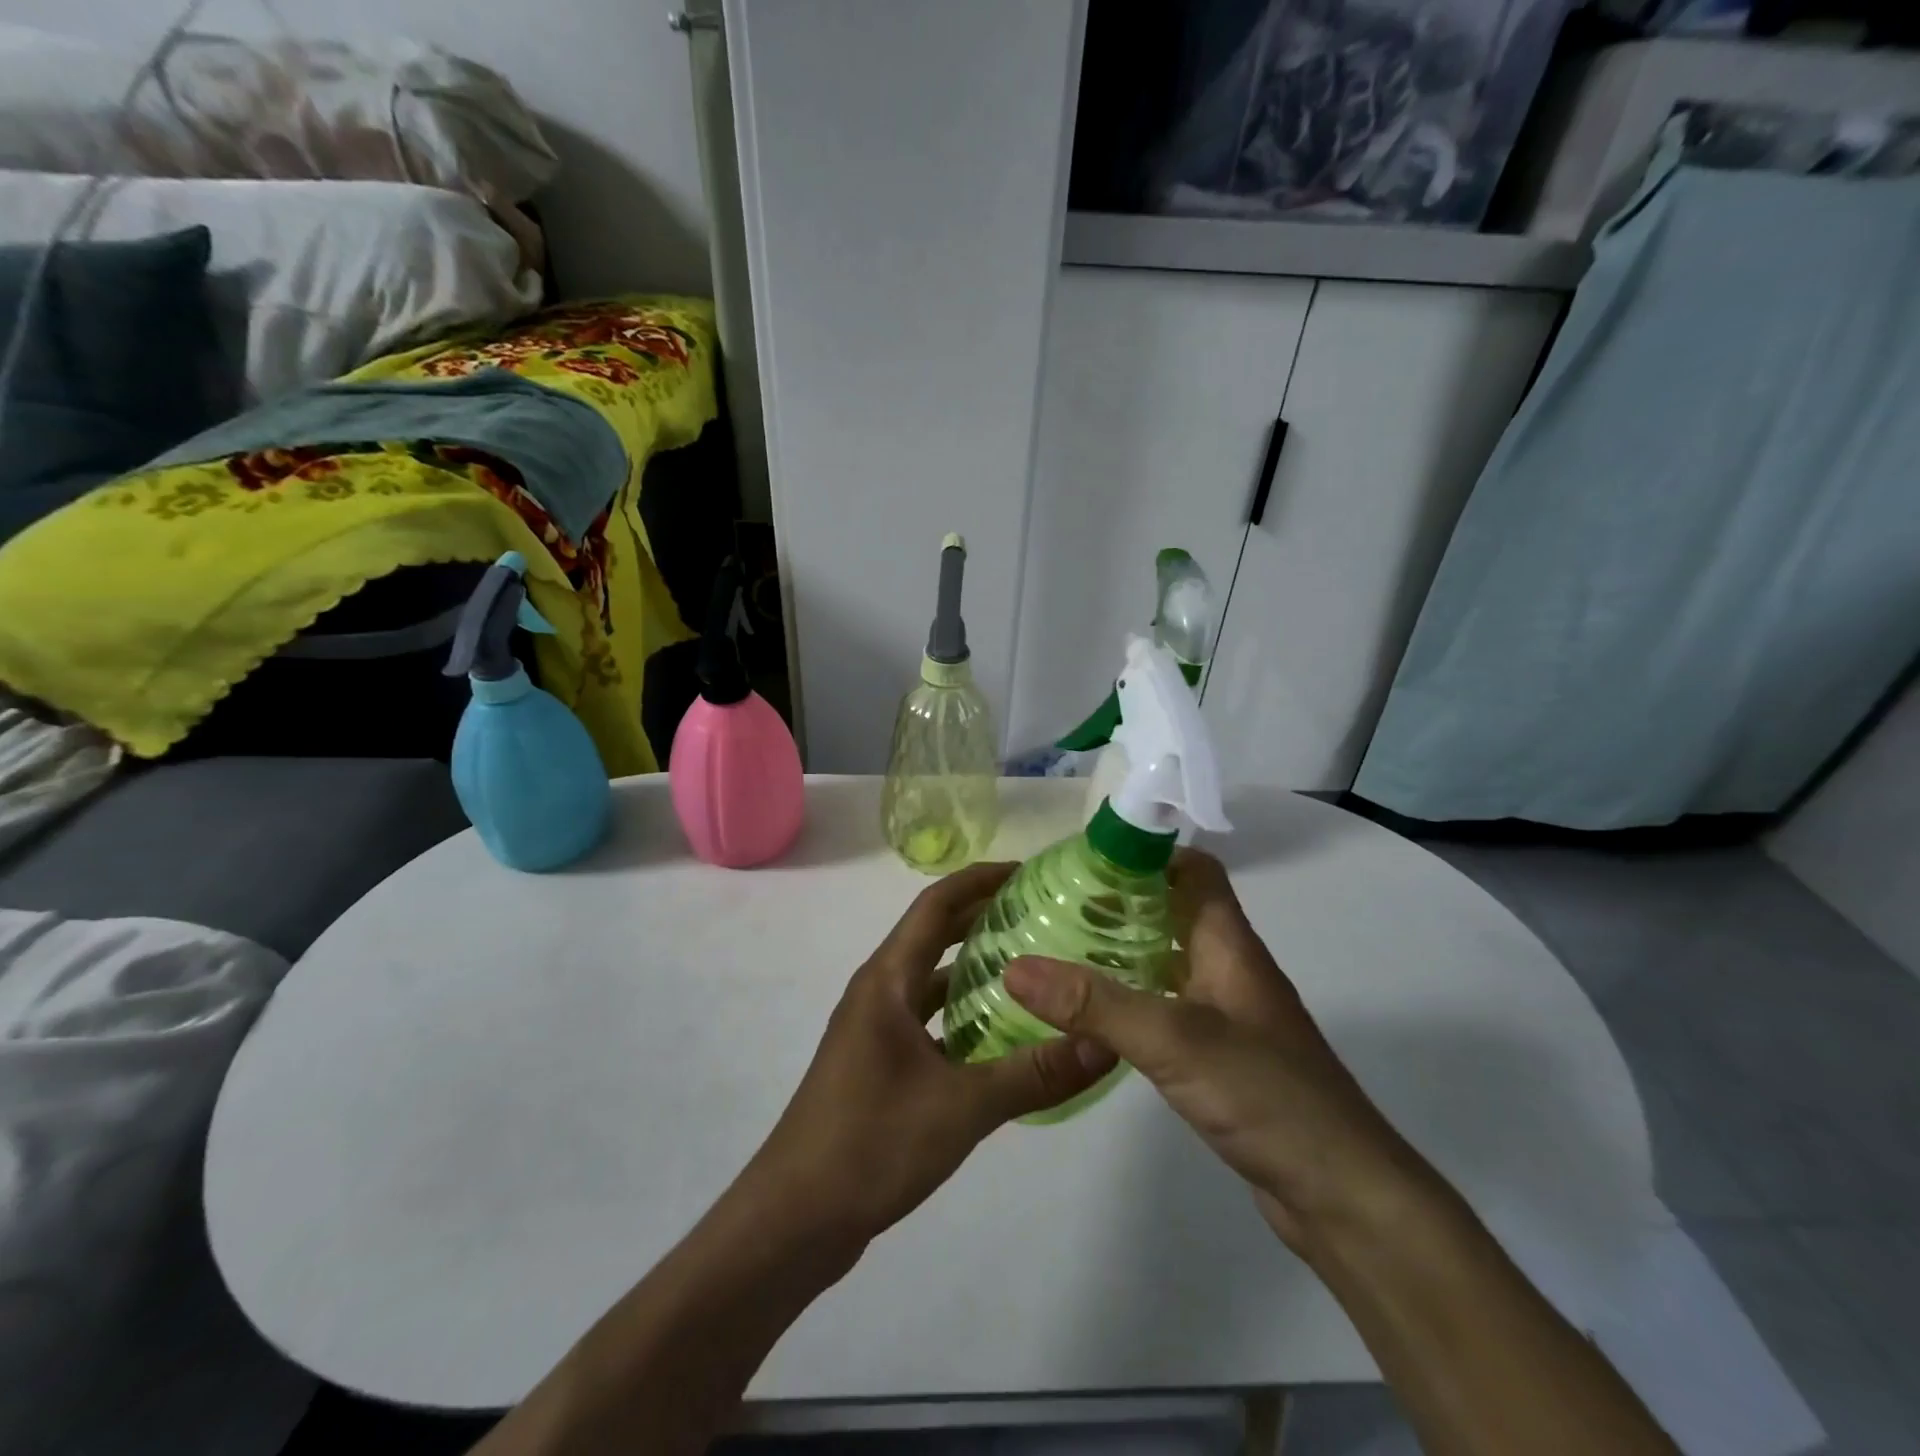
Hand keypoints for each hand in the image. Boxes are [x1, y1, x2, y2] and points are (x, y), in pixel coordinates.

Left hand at [740, 861, 1117, 1255]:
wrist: (794, 1219)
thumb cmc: (871, 1144)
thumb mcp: (962, 1108)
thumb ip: (1034, 1074)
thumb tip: (1103, 1043)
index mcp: (887, 980)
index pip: (936, 905)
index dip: (979, 880)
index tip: (1027, 872)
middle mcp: (877, 992)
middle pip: (934, 936)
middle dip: (983, 919)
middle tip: (1042, 916)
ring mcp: (873, 1029)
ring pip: (930, 981)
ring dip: (973, 969)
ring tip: (1032, 970)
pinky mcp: (876, 1063)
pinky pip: (926, 1019)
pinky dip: (961, 1014)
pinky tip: (999, 1037)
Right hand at [1003, 849, 1428, 1252]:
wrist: (1342, 1194)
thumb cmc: (1267, 1095)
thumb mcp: (1173, 1040)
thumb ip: (1095, 1003)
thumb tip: (1015, 966)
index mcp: (1228, 944)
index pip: (1194, 870)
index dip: (1147, 853)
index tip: (1087, 857)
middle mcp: (1228, 968)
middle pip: (1173, 911)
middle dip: (1120, 901)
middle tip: (1057, 903)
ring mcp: (1226, 1013)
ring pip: (1167, 960)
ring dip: (1122, 949)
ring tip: (1061, 950)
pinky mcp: (1220, 1055)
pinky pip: (1167, 1005)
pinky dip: (1131, 997)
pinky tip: (1093, 1016)